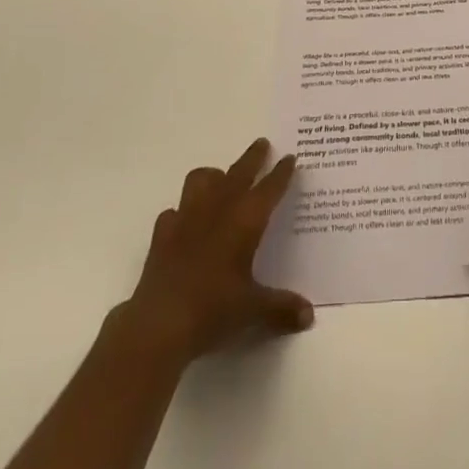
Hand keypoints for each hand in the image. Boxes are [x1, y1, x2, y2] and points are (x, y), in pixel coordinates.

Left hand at [115, 138, 313, 368]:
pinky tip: (185, 223)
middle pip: (239, 172)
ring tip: (221, 180)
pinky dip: (182, 212)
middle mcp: (218, 209)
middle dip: (253, 157)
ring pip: (201, 179)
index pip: (269, 188)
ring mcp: (187, 217)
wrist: (159, 325)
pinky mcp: (162, 234)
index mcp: (245, 221)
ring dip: (214, 176)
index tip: (290, 157)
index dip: (281, 172)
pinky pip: (174, 211)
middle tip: (262, 144)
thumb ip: (281, 309)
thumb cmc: (213, 310)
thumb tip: (309, 316)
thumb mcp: (253, 312)